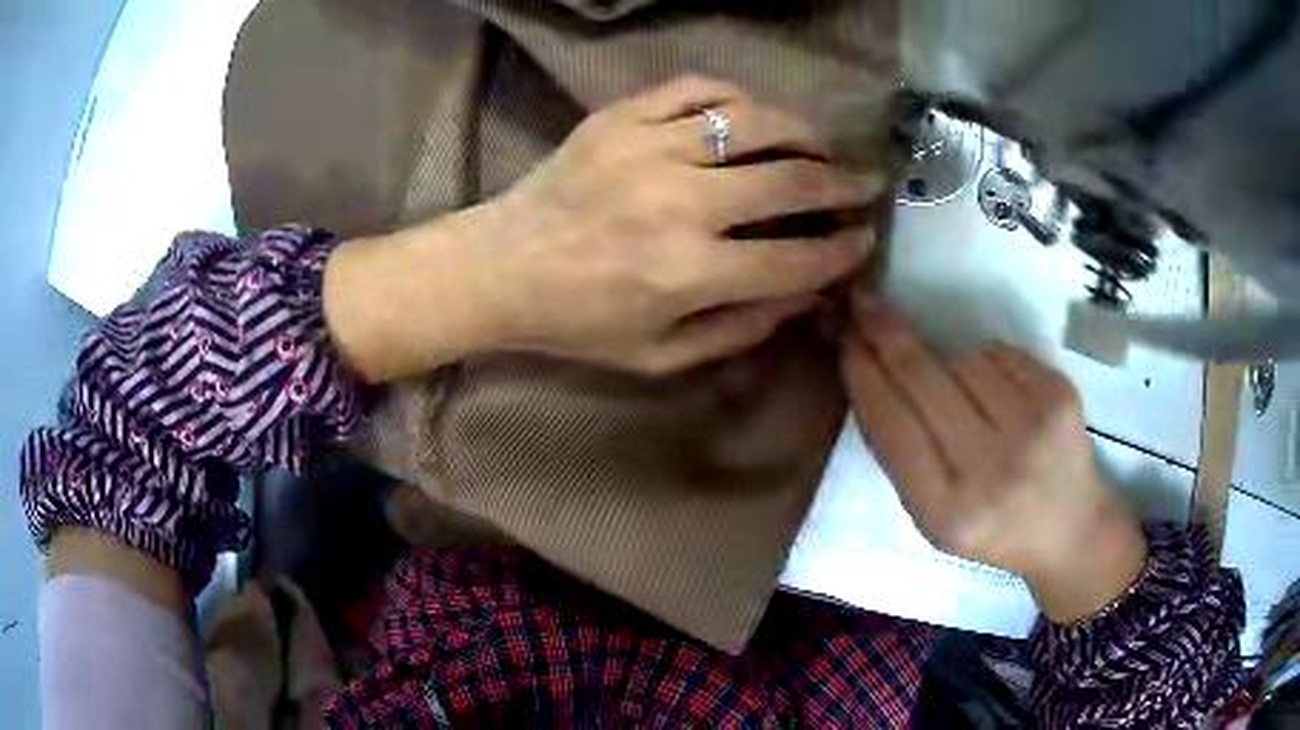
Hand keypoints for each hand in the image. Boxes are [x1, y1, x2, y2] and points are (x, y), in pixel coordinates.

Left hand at [487, 75, 879, 373]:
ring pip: (754, 122)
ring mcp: (648, 148)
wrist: (500, 267)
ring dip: (803, 133)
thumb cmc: (576, 322)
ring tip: (820, 146)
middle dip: (843, 184)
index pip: (795, 259)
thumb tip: (805, 296)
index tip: (864, 239)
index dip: (842, 250)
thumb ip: (738, 330)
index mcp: (687, 273)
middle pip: (790, 182)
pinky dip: (737, 98)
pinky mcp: (621, 117)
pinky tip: (753, 115)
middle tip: (867, 183)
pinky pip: (697, 88)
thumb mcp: (658, 356)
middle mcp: (679, 203)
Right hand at [840, 294, 1147, 623]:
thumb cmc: (993, 528)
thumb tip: (872, 373)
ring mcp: (1031, 428)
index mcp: (946, 511)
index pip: (891, 425)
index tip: (843, 337)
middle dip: (886, 335)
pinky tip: (1003, 397)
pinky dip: (990, 365)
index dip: (863, 374)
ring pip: (963, 360)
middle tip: (862, 301)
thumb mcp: (934, 517)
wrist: (1070, 530)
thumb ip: (902, 456)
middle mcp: (990, 470)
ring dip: (951, 366)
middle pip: (922, 379)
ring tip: (971, 404)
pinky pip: (1000, 353)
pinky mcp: (1059, 396)